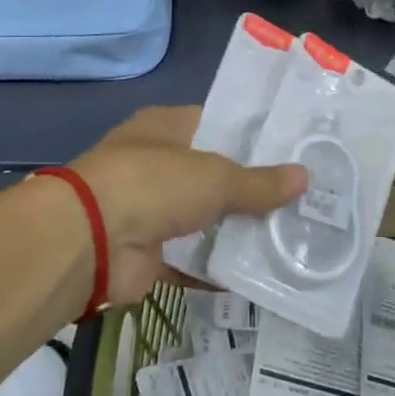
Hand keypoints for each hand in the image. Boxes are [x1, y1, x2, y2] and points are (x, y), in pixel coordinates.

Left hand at [74, 106, 307, 304]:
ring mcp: (149, 209)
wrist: (89, 242)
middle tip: (301, 197)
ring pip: (204, 218)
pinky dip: (216, 268)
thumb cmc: (154, 185)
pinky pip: (191, 259)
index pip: (218, 123)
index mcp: (166, 128)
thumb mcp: (217, 177)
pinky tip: (257, 273)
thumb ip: (260, 182)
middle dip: (252, 188)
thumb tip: (305, 178)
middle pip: (214, 174)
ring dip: (237, 230)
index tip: (292, 150)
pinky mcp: (147, 252)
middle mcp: (156, 164)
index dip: (253, 136)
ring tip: (289, 234)